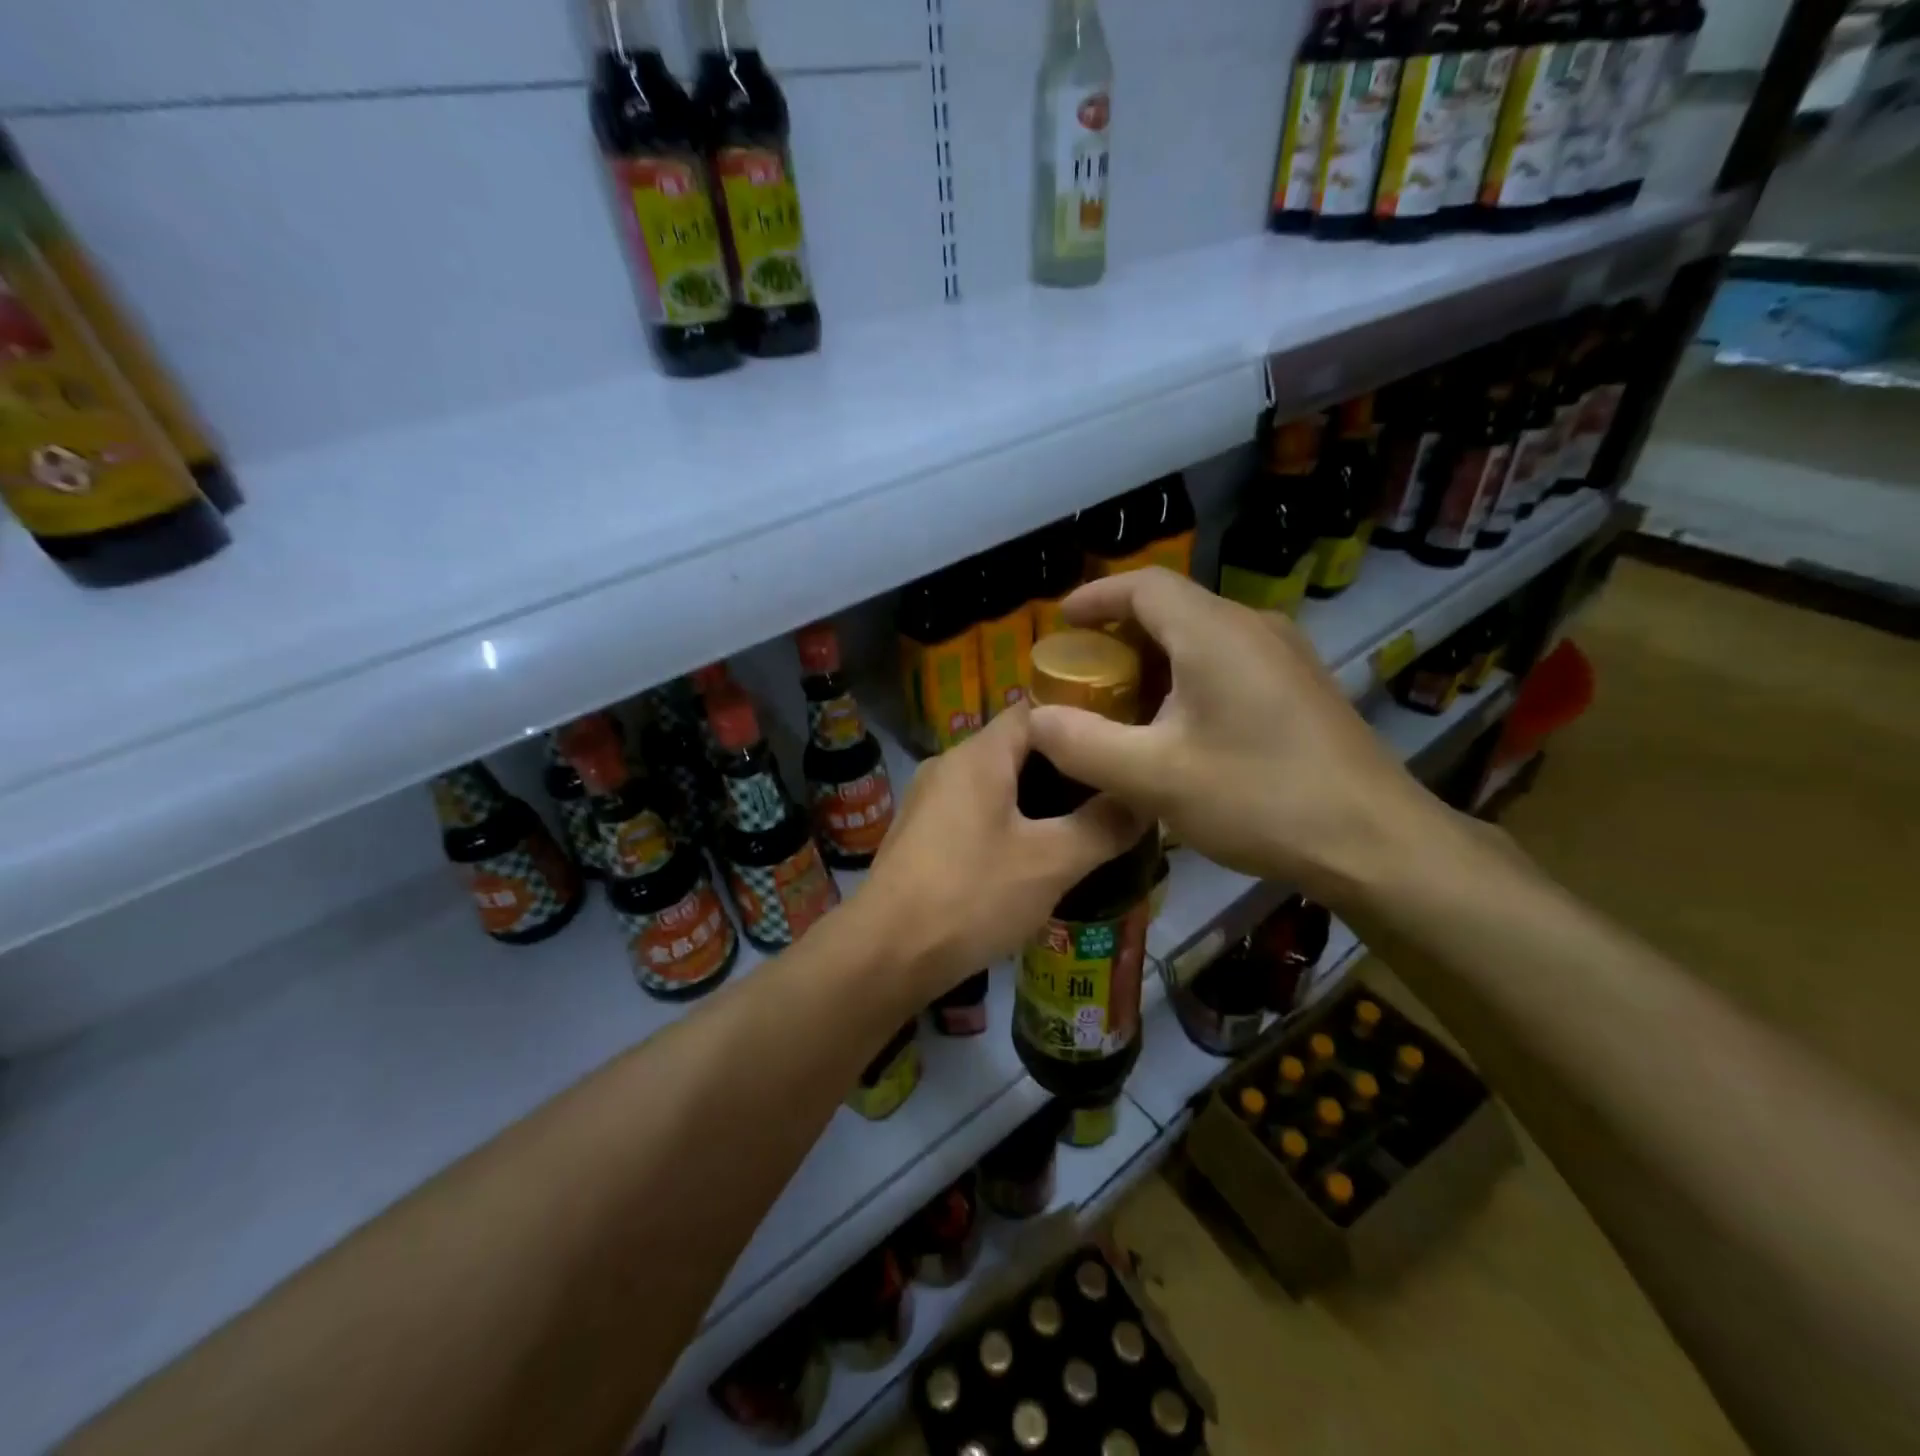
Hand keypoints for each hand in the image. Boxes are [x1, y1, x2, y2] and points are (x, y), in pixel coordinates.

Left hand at [858, 702, 1148, 996]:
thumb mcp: (1052, 862)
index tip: (1114, 752)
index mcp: (978, 755)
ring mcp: (927, 800)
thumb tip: (1142, 800)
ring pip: (993, 784)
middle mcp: (948, 765)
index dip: (1077, 726)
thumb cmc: (972, 894)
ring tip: (1076, 828)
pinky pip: (971, 813)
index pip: (1034, 712)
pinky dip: (1004, 823)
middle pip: (1014, 749)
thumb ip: (1103, 826)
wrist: (887, 952)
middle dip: (1061, 770)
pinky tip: (1027, 859)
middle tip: (1106, 796)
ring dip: (1033, 801)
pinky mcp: (918, 835)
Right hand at [1026, 569, 1448, 908]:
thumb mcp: (1153, 778)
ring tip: (1122, 701)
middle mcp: (1253, 627)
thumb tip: (1035, 719)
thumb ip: (1083, 744)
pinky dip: (1188, 676)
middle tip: (1082, 673)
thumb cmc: (1258, 798)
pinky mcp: (1301, 686)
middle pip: (1173, 608)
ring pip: (1202, 635)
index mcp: (1214, 632)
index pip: (1144, 586)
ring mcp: (1285, 655)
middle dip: (1118, 633)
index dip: (1096, 597)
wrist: (1375, 842)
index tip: (1060, 622)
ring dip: (1154, 658)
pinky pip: (1229, 660)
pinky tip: (1178, 725)